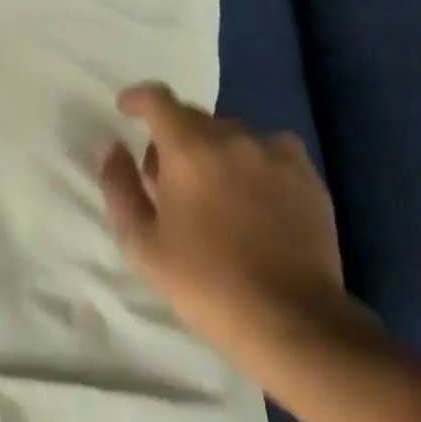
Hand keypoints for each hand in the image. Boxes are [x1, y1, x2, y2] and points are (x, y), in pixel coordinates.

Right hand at [101, 83, 372, 377]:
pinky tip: (257, 192)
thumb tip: (113, 149)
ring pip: (231, 133)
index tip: (126, 110)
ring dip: (214, 150)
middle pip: (192, 117)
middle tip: (170, 180)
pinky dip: (256, 160)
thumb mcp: (143, 245)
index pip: (157, 98)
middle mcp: (230, 137)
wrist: (294, 323)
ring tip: (217, 191)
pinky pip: (271, 148)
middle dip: (173, 138)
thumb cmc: (208, 284)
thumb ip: (120, 187)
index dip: (137, 99)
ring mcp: (273, 153)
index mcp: (187, 148)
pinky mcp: (307, 176)